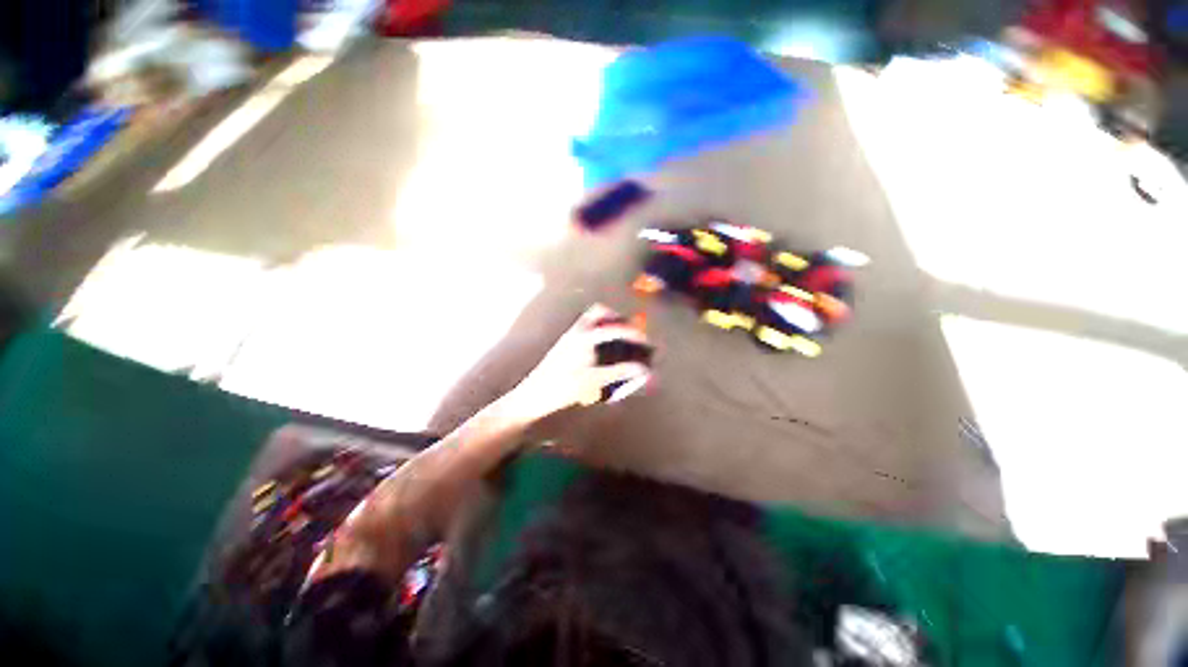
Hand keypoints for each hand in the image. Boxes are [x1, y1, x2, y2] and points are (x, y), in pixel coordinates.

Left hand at [505, 304, 651, 419]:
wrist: (534, 395)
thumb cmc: (565, 387)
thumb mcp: (595, 380)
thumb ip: (621, 372)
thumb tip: (644, 370)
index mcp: (585, 336)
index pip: (615, 329)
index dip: (634, 334)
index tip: (646, 340)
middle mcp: (577, 330)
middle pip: (599, 312)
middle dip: (617, 317)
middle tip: (630, 331)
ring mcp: (569, 336)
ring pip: (590, 319)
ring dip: (607, 323)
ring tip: (619, 338)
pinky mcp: (565, 344)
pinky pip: (585, 328)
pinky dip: (598, 331)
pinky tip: (602, 348)